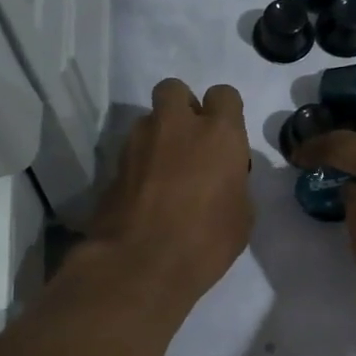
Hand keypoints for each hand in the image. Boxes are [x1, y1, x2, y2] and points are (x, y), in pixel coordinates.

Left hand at [85, 78, 253, 308]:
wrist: (140, 265)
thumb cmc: (206, 241)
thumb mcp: (242, 216)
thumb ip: (234, 183)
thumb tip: (224, 179)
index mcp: (218, 133)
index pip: (224, 95)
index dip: (225, 113)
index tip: (225, 141)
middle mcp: (176, 125)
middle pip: (175, 90)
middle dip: (183, 108)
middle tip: (190, 142)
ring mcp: (138, 142)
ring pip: (149, 120)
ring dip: (158, 136)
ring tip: (165, 172)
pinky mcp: (113, 164)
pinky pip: (131, 151)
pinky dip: (140, 163)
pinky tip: (146, 193)